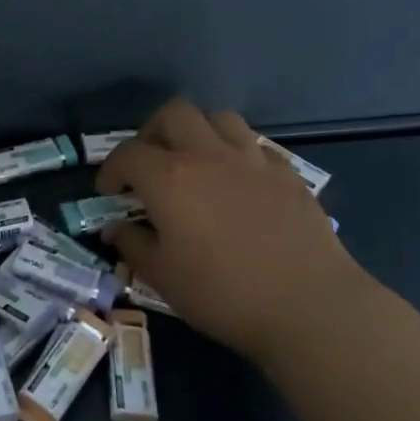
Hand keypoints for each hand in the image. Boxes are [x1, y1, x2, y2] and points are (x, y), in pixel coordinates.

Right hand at [97, 99, 372, 364]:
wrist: (309, 306)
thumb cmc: (223, 294)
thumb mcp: (163, 278)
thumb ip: (133, 246)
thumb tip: (117, 229)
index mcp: (170, 178)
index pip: (127, 154)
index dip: (111, 169)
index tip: (110, 192)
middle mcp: (208, 155)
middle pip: (173, 114)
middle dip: (152, 133)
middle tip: (149, 165)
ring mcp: (252, 159)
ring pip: (219, 118)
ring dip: (198, 132)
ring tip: (194, 162)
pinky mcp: (287, 173)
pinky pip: (256, 145)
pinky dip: (238, 154)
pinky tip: (238, 182)